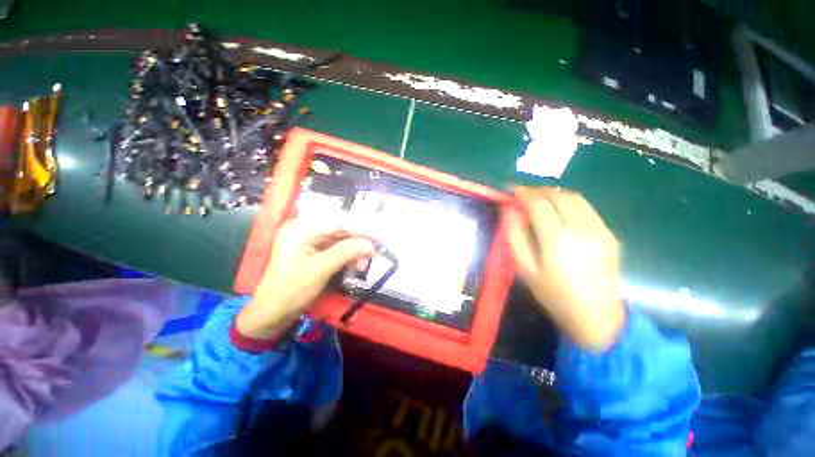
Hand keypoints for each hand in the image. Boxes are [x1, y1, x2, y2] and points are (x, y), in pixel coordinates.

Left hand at [236, 218, 374, 339]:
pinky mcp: (315, 249)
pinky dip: (348, 254)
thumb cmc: (291, 290)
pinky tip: (355, 265)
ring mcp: (310, 239)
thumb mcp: (320, 270)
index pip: (336, 220)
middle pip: (340, 227)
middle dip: (358, 240)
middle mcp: (305, 229)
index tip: (376, 238)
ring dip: (355, 249)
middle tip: (372, 253)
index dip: (358, 227)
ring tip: (362, 265)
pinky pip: (337, 246)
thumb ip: (346, 253)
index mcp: (300, 229)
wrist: (272, 312)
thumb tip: (371, 245)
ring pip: (341, 237)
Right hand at [507, 187, 624, 352]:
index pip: (538, 203)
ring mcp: (599, 230)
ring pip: (575, 198)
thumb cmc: (553, 293)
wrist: (596, 315)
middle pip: (557, 195)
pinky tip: (561, 210)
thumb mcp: (525, 268)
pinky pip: (587, 208)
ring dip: (554, 193)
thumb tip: (508, 211)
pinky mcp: (609, 234)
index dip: (523, 193)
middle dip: (538, 190)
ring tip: (540, 198)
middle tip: (524, 194)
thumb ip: (514, 236)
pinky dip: (570, 202)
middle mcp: (580, 228)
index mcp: (556, 238)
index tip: (512, 191)